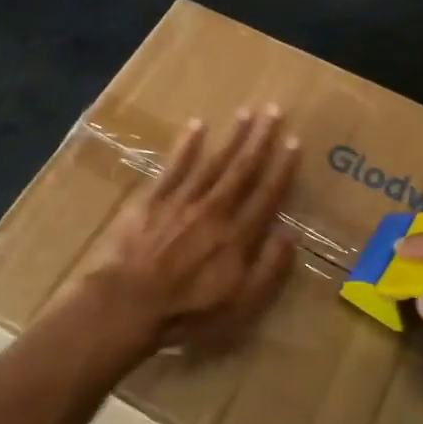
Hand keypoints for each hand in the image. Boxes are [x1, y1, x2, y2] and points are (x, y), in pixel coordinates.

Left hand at [74, 106, 298, 355]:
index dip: (282, 168)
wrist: (128, 304)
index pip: (267, 195)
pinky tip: (197, 126)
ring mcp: (182, 201)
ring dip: (231, 137)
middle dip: (259, 139)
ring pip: (212, 162)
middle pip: (241, 169)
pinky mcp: (152, 199)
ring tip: (245, 112)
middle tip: (273, 111)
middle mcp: (214, 210)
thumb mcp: (241, 304)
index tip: (294, 142)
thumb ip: (269, 269)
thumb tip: (290, 234)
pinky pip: (174, 166)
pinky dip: (187, 145)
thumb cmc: (187, 312)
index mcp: (237, 236)